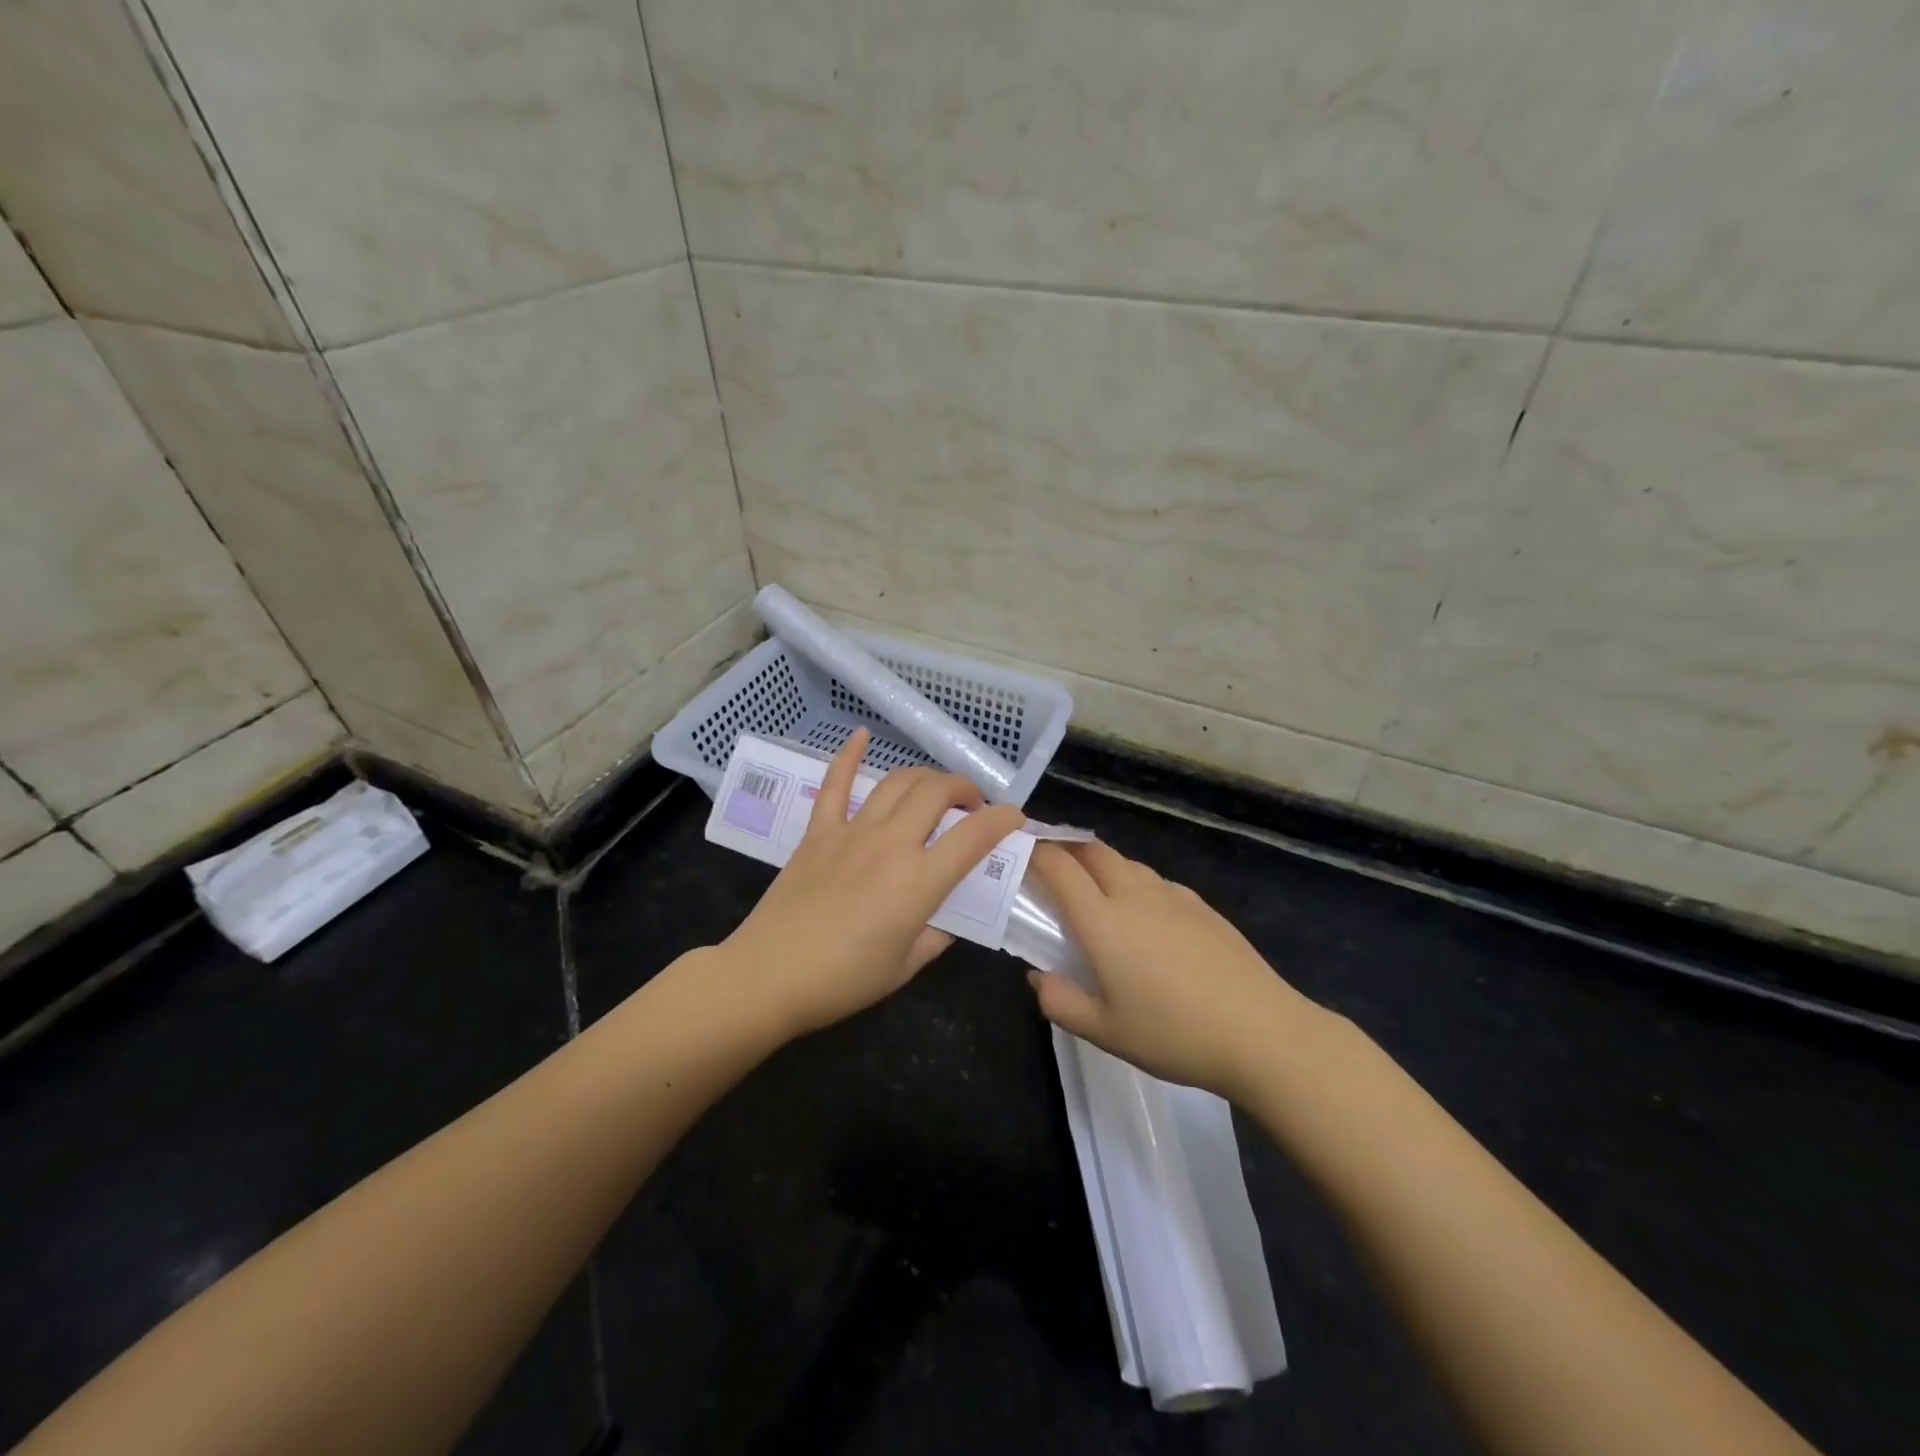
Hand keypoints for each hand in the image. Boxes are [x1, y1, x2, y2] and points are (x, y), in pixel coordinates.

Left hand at [718, 727, 1026, 1036]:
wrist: (769, 976)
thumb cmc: (843, 980)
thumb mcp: (906, 966)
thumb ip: (937, 935)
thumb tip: (948, 914)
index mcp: (919, 880)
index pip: (974, 836)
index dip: (1003, 820)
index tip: (1015, 818)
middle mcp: (891, 843)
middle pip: (937, 792)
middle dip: (964, 790)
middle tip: (972, 807)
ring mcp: (852, 831)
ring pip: (898, 782)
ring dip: (925, 777)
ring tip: (936, 789)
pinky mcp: (819, 831)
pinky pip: (836, 783)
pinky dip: (850, 755)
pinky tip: (861, 735)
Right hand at [1024, 840, 1322, 1099]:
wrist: (1262, 1033)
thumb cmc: (1174, 1034)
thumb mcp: (1105, 1032)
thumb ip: (1061, 1002)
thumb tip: (1038, 977)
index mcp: (1103, 921)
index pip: (1060, 868)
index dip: (1036, 851)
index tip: (1021, 851)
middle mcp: (1134, 896)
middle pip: (1094, 851)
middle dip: (1068, 848)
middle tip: (1053, 866)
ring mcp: (1173, 897)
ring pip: (1127, 863)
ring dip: (1103, 865)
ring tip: (1097, 890)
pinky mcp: (1203, 907)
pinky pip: (1158, 881)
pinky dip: (1138, 884)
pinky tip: (1147, 915)